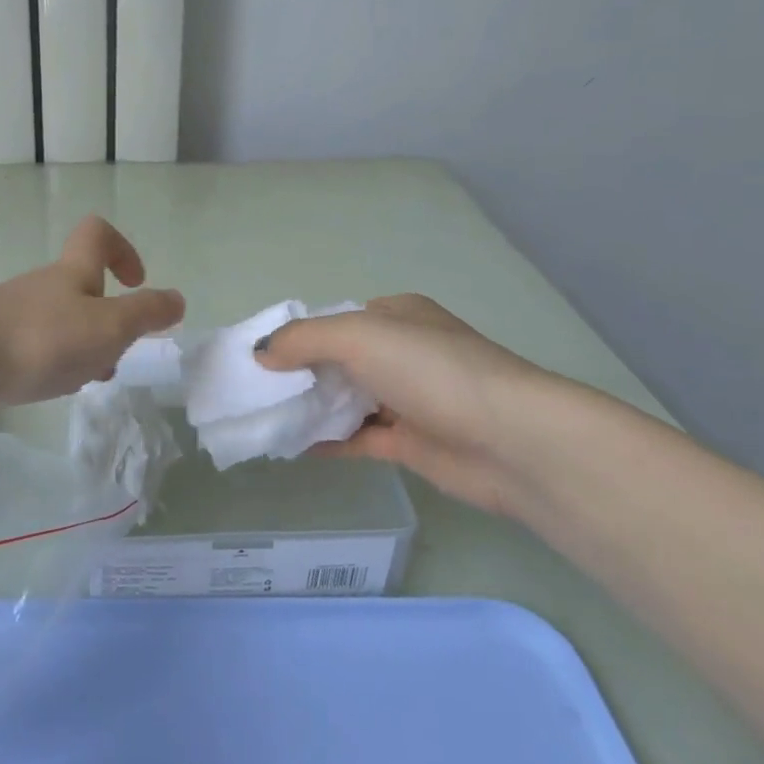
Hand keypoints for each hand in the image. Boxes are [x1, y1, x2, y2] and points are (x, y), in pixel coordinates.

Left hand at [0, 216, 184, 407]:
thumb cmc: (41, 338)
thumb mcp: (108, 326)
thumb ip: (146, 313)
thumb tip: (178, 300)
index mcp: (73, 273)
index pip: (98, 234)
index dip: (123, 249)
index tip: (136, 282)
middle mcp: (43, 287)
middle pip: (80, 286)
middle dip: (105, 317)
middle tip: (115, 352)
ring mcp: (12, 314)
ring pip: (58, 322)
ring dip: (80, 347)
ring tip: (84, 381)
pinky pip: (31, 347)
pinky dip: (49, 364)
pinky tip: (47, 388)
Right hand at [256, 295, 565, 516]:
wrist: (511, 442)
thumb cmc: (431, 370)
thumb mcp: (358, 336)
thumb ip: (303, 340)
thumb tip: (259, 353)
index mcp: (396, 315)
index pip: (334, 319)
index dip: (296, 334)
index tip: (256, 355)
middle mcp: (402, 352)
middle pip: (337, 360)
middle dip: (298, 373)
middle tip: (252, 390)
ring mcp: (408, 398)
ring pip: (347, 400)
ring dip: (310, 408)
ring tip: (262, 418)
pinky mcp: (411, 442)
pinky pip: (358, 438)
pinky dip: (328, 441)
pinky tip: (292, 447)